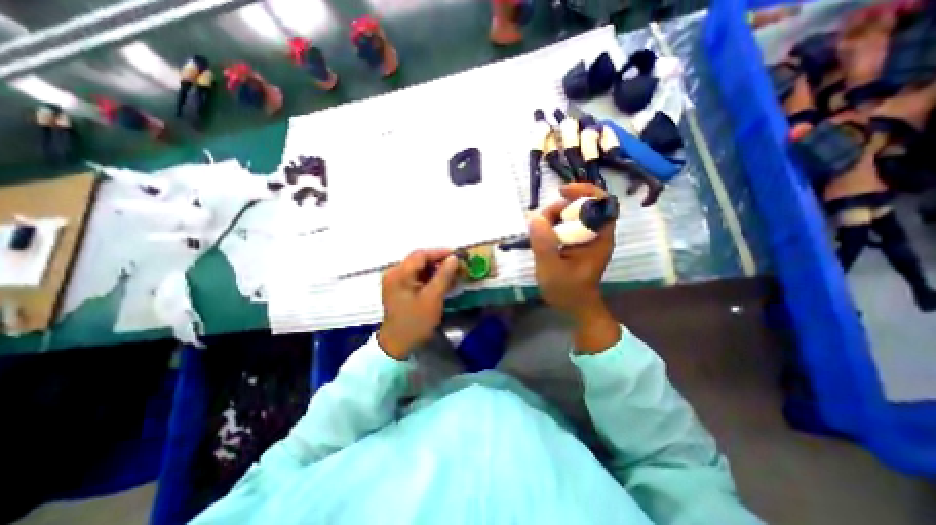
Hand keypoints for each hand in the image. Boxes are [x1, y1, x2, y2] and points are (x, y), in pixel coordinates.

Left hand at [376, 251, 459, 359]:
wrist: (398, 344)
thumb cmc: (415, 321)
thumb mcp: (432, 298)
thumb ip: (443, 276)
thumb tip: (454, 258)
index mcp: (398, 274)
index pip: (421, 255)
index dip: (440, 253)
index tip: (457, 254)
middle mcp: (394, 273)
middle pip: (419, 260)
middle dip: (439, 261)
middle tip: (457, 265)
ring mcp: (395, 281)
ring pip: (418, 269)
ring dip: (435, 270)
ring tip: (452, 273)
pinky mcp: (398, 289)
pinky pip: (416, 277)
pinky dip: (429, 278)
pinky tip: (441, 282)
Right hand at [529, 182, 618, 351]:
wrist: (575, 307)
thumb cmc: (567, 291)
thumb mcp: (551, 270)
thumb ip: (543, 244)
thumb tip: (535, 218)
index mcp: (598, 238)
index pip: (601, 203)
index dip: (585, 191)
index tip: (562, 191)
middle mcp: (595, 234)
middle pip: (582, 206)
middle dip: (559, 208)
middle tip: (540, 222)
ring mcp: (586, 238)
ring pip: (571, 215)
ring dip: (552, 217)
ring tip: (538, 232)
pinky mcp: (577, 242)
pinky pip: (565, 225)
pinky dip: (552, 225)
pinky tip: (542, 236)